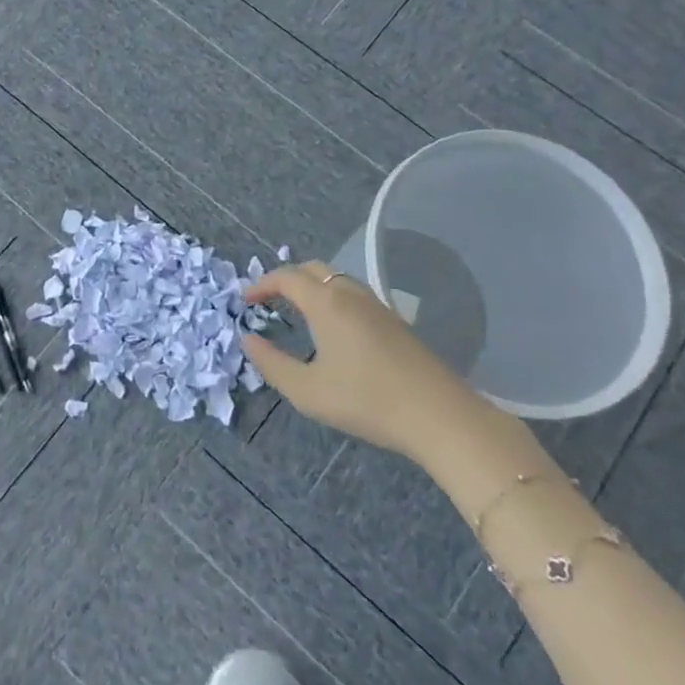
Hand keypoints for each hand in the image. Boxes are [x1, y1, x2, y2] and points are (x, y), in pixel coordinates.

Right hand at [240, 261, 487, 460]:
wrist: (439, 415)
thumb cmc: (366, 400)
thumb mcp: (307, 391)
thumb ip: (272, 363)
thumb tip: (249, 340)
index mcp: (326, 303)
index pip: (286, 277)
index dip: (262, 284)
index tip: (245, 300)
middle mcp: (350, 294)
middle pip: (313, 269)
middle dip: (286, 279)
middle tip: (269, 300)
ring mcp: (377, 305)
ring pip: (337, 279)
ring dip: (312, 286)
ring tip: (298, 310)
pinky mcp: (394, 321)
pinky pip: (353, 294)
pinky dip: (332, 297)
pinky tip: (333, 327)